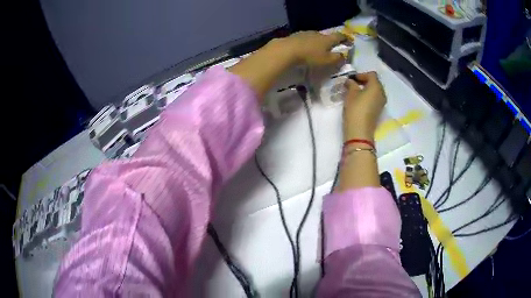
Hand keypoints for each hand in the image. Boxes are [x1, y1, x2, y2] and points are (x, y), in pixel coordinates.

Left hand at [279, 31, 351, 66]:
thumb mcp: (327, 60)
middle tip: (332, 47)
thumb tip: (344, 56)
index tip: (350, 40)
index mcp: (327, 39)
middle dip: (330, 41)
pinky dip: (309, 43)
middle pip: (327, 36)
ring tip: (318, 49)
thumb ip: (337, 58)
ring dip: (319, 42)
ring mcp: (306, 33)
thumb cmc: (310, 56)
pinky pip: (306, 39)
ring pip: (316, 37)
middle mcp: (318, 33)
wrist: (287, 50)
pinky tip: (306, 48)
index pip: (339, 36)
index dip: (345, 38)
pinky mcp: (296, 36)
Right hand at [343, 72, 386, 140]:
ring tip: (354, 93)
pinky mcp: (379, 111)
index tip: (352, 79)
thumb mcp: (350, 93)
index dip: (361, 74)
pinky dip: (368, 97)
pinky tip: (359, 101)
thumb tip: (350, 81)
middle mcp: (382, 93)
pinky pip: (374, 99)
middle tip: (352, 84)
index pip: (371, 74)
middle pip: (374, 83)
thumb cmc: (355, 109)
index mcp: (376, 87)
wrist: (360, 132)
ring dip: (366, 90)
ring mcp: (381, 103)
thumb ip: (351, 84)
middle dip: (364, 82)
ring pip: (375, 91)